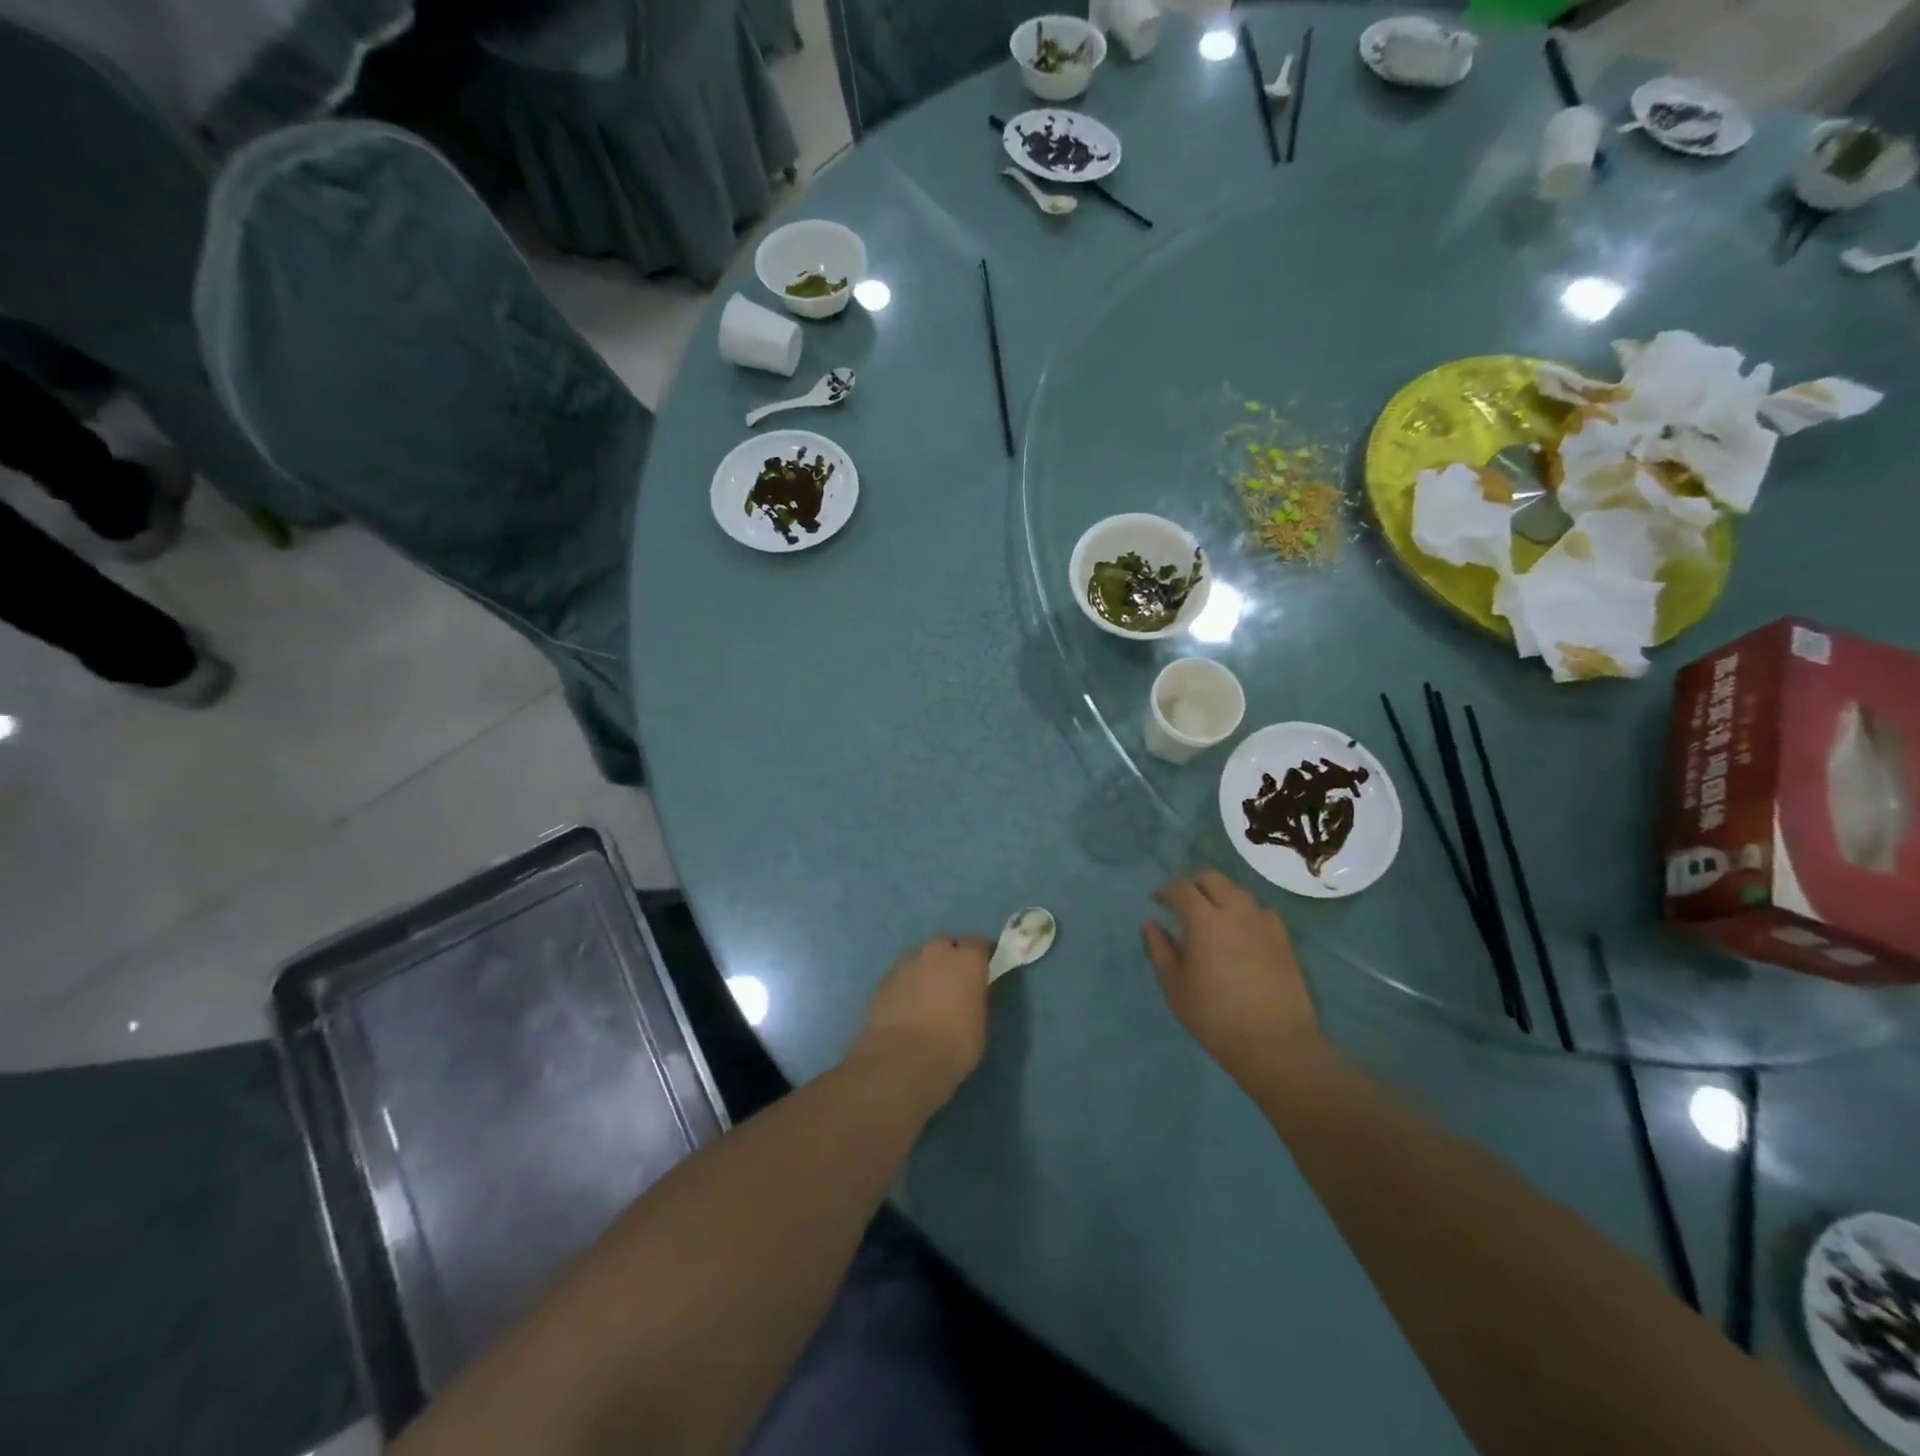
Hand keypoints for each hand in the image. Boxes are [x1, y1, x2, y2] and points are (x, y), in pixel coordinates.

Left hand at [851, 936, 991, 1107]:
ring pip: (919, 959)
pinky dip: (905, 987)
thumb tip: (969, 994)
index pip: (977, 944)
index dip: (978, 958)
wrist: (902, 1061)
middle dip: (948, 960)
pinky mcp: (883, 979)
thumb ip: (975, 999)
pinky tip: (904, 1010)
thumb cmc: (953, 1047)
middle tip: (950, 986)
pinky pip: (900, 976)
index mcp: (967, 960)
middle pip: (944, 945)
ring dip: (924, 972)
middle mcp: (936, 952)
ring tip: (924, 1000)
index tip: (979, 974)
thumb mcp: (980, 1025)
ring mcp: (906, 963)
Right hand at [1142, 872, 1320, 1078]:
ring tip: (1211, 917)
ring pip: (1239, 892)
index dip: (1166, 890)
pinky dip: (1245, 912)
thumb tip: (1150, 924)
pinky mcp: (1283, 940)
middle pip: (1212, 879)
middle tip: (1182, 904)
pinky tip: (1241, 932)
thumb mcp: (1174, 985)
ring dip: (1220, 896)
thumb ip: (1159, 949)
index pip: (1181, 888)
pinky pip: (1261, 912)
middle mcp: (1235, 911)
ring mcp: (1263, 923)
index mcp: (1203, 919)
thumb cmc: (1214, 1015)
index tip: (1157, 901)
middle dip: (1193, 885)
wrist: (1274, 1043)